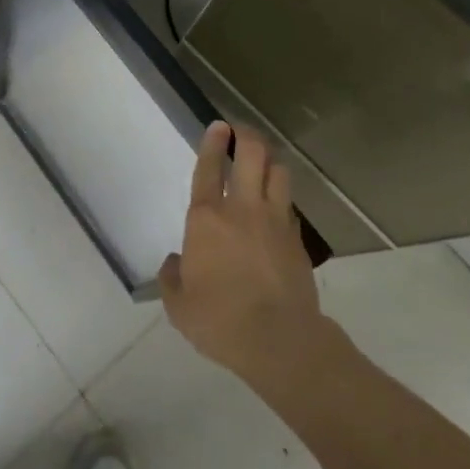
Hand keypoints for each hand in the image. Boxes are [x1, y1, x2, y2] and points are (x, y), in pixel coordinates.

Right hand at [159, 123, 324, 382]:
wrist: (280, 342)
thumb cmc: (220, 321)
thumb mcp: (179, 306)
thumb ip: (172, 278)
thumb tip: (175, 263)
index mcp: (207, 218)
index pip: (208, 167)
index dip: (213, 142)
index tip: (218, 126)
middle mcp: (242, 209)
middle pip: (252, 154)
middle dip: (246, 135)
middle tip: (240, 131)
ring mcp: (275, 221)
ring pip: (278, 172)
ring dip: (269, 160)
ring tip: (262, 160)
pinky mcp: (297, 240)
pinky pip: (290, 204)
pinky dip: (282, 195)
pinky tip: (276, 203)